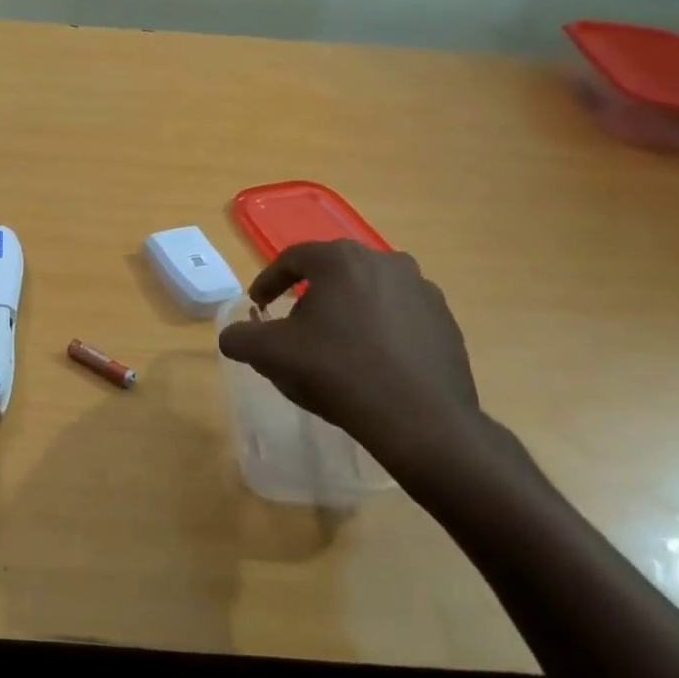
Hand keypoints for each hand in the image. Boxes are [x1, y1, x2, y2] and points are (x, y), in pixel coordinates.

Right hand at [217, 241, 525, 496]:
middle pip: (334, 273)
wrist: (419, 419)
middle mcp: (386, 262)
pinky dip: (380, 331)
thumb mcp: (270, 354)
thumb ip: (240, 338)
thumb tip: (232, 336)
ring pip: (370, 293)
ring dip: (347, 311)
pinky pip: (400, 317)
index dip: (268, 281)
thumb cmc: (336, 371)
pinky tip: (371, 363)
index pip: (293, 258)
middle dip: (310, 295)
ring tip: (334, 345)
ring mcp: (423, 291)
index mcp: (341, 260)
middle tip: (294, 325)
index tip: (258, 304)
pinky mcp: (446, 322)